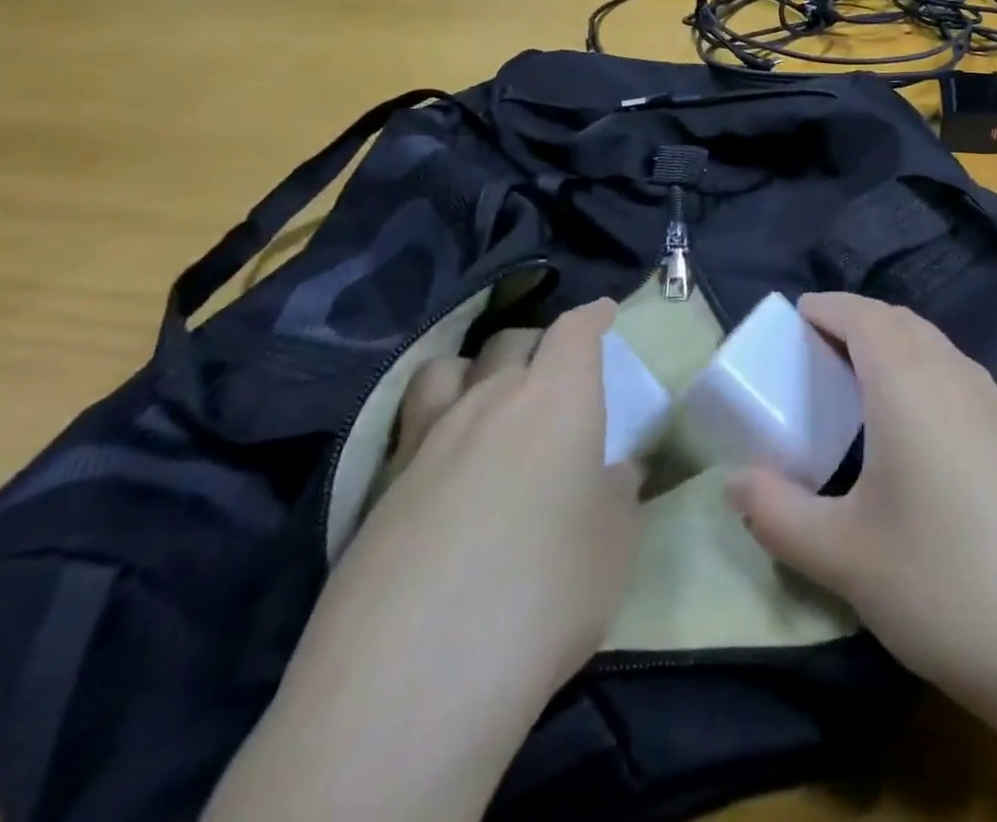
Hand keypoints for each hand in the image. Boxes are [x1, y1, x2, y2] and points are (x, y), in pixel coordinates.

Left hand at [289, 297, 640, 718]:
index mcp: (556, 399)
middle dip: (539, 342)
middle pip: (511, 339)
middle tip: (556, 368)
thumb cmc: (545, 592)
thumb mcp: (614, 544)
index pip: (575, 330)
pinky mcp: (377, 491)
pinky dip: (434, 421)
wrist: (411, 684)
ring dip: (474, 369)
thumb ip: (618, 495)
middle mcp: (489, 401)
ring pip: (447, 370)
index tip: (605, 312)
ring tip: (486, 396)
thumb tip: (616, 473)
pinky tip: (444, 464)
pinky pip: (410, 425)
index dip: (593, 316)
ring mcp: (425, 442)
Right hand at [726, 293, 996, 710]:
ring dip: (892, 347)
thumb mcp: (843, 555)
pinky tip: (913, 432)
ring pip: (933, 346)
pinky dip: (922, 373)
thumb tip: (734, 483)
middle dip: (855, 323)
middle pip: (898, 322)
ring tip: (857, 388)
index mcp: (907, 381)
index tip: (794, 318)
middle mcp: (954, 373)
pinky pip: (956, 375)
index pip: (861, 314)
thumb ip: (776, 514)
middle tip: (815, 355)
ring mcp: (994, 401)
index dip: (826, 307)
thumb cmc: (944, 582)